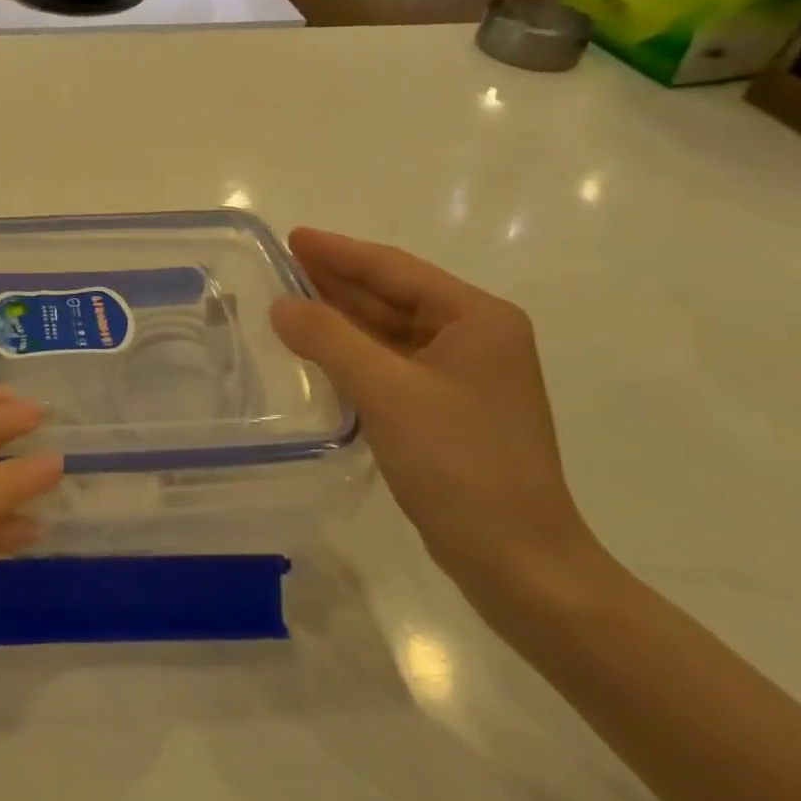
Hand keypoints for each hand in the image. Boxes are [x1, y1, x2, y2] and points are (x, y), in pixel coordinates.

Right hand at [270, 229, 604, 620]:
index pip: (395, 269)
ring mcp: (464, 376)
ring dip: (342, 317)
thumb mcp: (388, 392)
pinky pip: (391, 364)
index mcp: (477, 318)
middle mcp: (476, 337)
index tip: (293, 237)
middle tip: (282, 264)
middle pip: (393, 296)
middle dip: (338, 281)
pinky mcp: (449, 410)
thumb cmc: (460, 465)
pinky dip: (354, 353)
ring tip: (289, 300)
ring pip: (390, 332)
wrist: (518, 563)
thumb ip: (330, 339)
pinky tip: (319, 350)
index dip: (339, 252)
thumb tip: (282, 305)